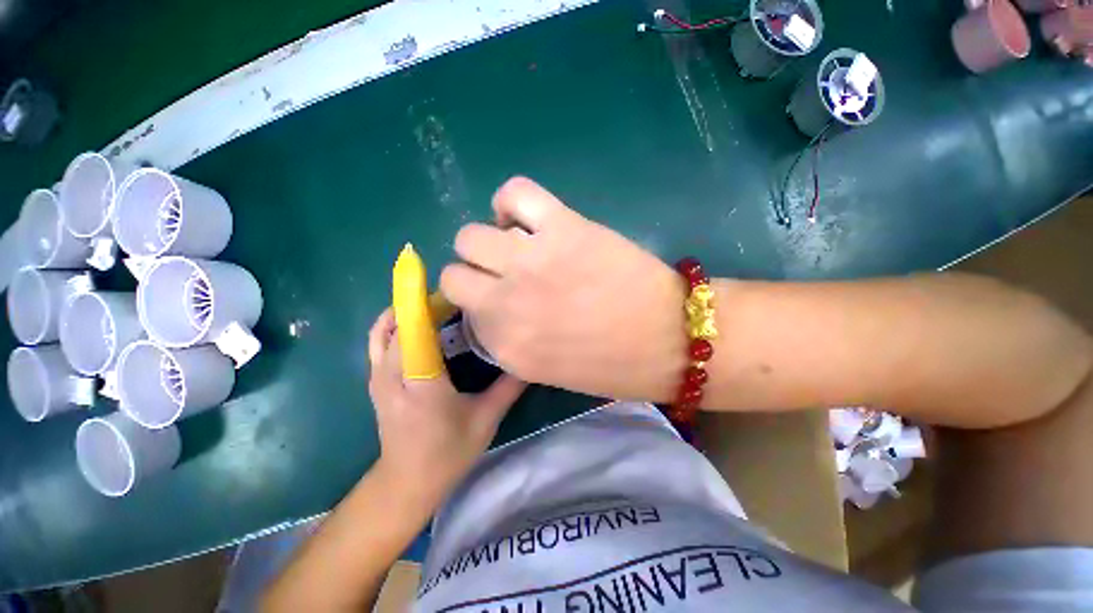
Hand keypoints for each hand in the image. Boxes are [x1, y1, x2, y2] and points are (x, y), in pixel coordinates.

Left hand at [367, 310, 525, 492]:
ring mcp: (378, 377)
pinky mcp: (375, 381)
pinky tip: (420, 329)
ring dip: (406, 313)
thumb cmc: (448, 452)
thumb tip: (529, 359)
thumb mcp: (486, 419)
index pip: (415, 332)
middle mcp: (392, 375)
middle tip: (455, 302)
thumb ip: (509, 387)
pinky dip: (395, 326)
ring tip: (436, 309)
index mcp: (421, 383)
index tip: (454, 292)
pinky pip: (379, 342)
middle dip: (423, 305)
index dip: (428, 305)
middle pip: (398, 324)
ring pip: (382, 330)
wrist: (407, 483)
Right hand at [440, 177, 686, 401]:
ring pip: (471, 235)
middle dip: (474, 271)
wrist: (670, 339)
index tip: (495, 296)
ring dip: (487, 240)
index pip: (462, 309)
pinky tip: (526, 217)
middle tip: (503, 271)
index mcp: (505, 345)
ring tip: (515, 244)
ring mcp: (532, 261)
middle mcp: (507, 302)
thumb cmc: (613, 363)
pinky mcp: (563, 227)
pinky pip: (514, 193)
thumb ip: (509, 338)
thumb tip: (491, 305)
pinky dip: (510, 201)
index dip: (479, 300)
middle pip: (455, 272)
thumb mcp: (546, 368)